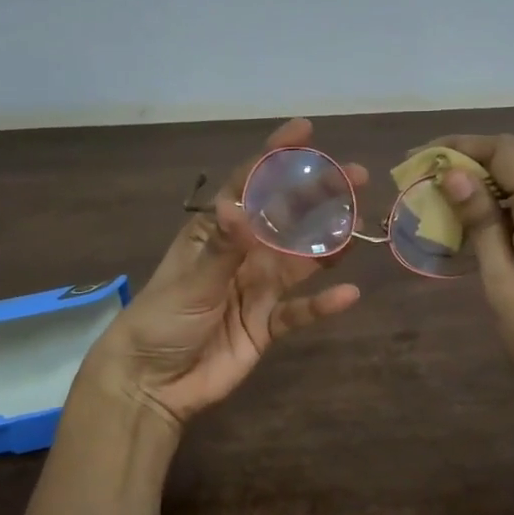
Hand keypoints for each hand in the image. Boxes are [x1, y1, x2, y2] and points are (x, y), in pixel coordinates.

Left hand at [82, 119, 363, 429]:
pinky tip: (349, 294)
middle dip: (319, 195)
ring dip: (329, 243)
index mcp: (216, 232)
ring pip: (301, 259)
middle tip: (356, 177)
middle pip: (286, 217)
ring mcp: (258, 289)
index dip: (276, 156)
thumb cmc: (162, 321)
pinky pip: (301, 310)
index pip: (249, 184)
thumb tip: (241, 207)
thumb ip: (222, 248)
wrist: (153, 384)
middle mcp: (242, 254)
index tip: (305, 131)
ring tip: (360, 225)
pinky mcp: (268, 325)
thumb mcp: (190, 281)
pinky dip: (323, 304)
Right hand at [430, 134, 513, 427]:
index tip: (421, 158)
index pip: (506, 151)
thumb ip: (481, 225)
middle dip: (475, 157)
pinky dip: (510, 197)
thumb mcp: (502, 284)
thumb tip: (455, 175)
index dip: (461, 145)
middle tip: (433, 178)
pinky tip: (483, 223)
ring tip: (451, 198)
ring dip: (493, 176)